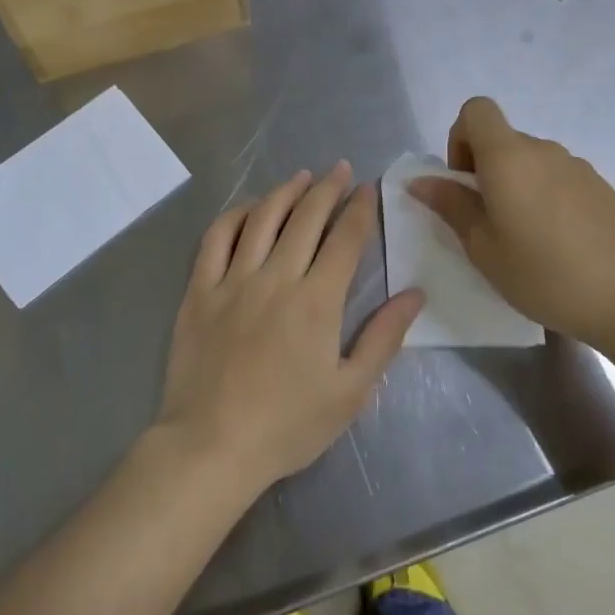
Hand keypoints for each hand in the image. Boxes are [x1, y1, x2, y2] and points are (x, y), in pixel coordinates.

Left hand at [156, 162, 424, 492]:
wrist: (212, 445)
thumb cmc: (288, 425)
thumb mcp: (351, 391)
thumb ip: (384, 337)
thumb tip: (415, 293)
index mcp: (317, 300)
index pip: (345, 239)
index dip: (360, 208)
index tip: (368, 188)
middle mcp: (276, 276)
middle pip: (306, 217)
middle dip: (328, 188)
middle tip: (340, 169)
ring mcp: (233, 279)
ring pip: (262, 217)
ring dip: (285, 191)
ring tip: (302, 177)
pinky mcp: (200, 289)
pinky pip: (217, 237)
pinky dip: (236, 214)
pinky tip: (250, 207)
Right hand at [410, 98, 614, 360]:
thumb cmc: (543, 275)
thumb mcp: (483, 248)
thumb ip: (451, 206)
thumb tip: (420, 181)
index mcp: (509, 158)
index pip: (476, 110)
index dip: (460, 137)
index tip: (465, 182)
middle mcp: (544, 150)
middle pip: (502, 138)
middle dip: (485, 169)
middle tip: (488, 222)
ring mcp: (577, 166)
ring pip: (531, 160)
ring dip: (516, 184)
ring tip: (524, 237)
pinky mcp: (601, 186)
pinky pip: (558, 177)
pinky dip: (545, 195)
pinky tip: (557, 241)